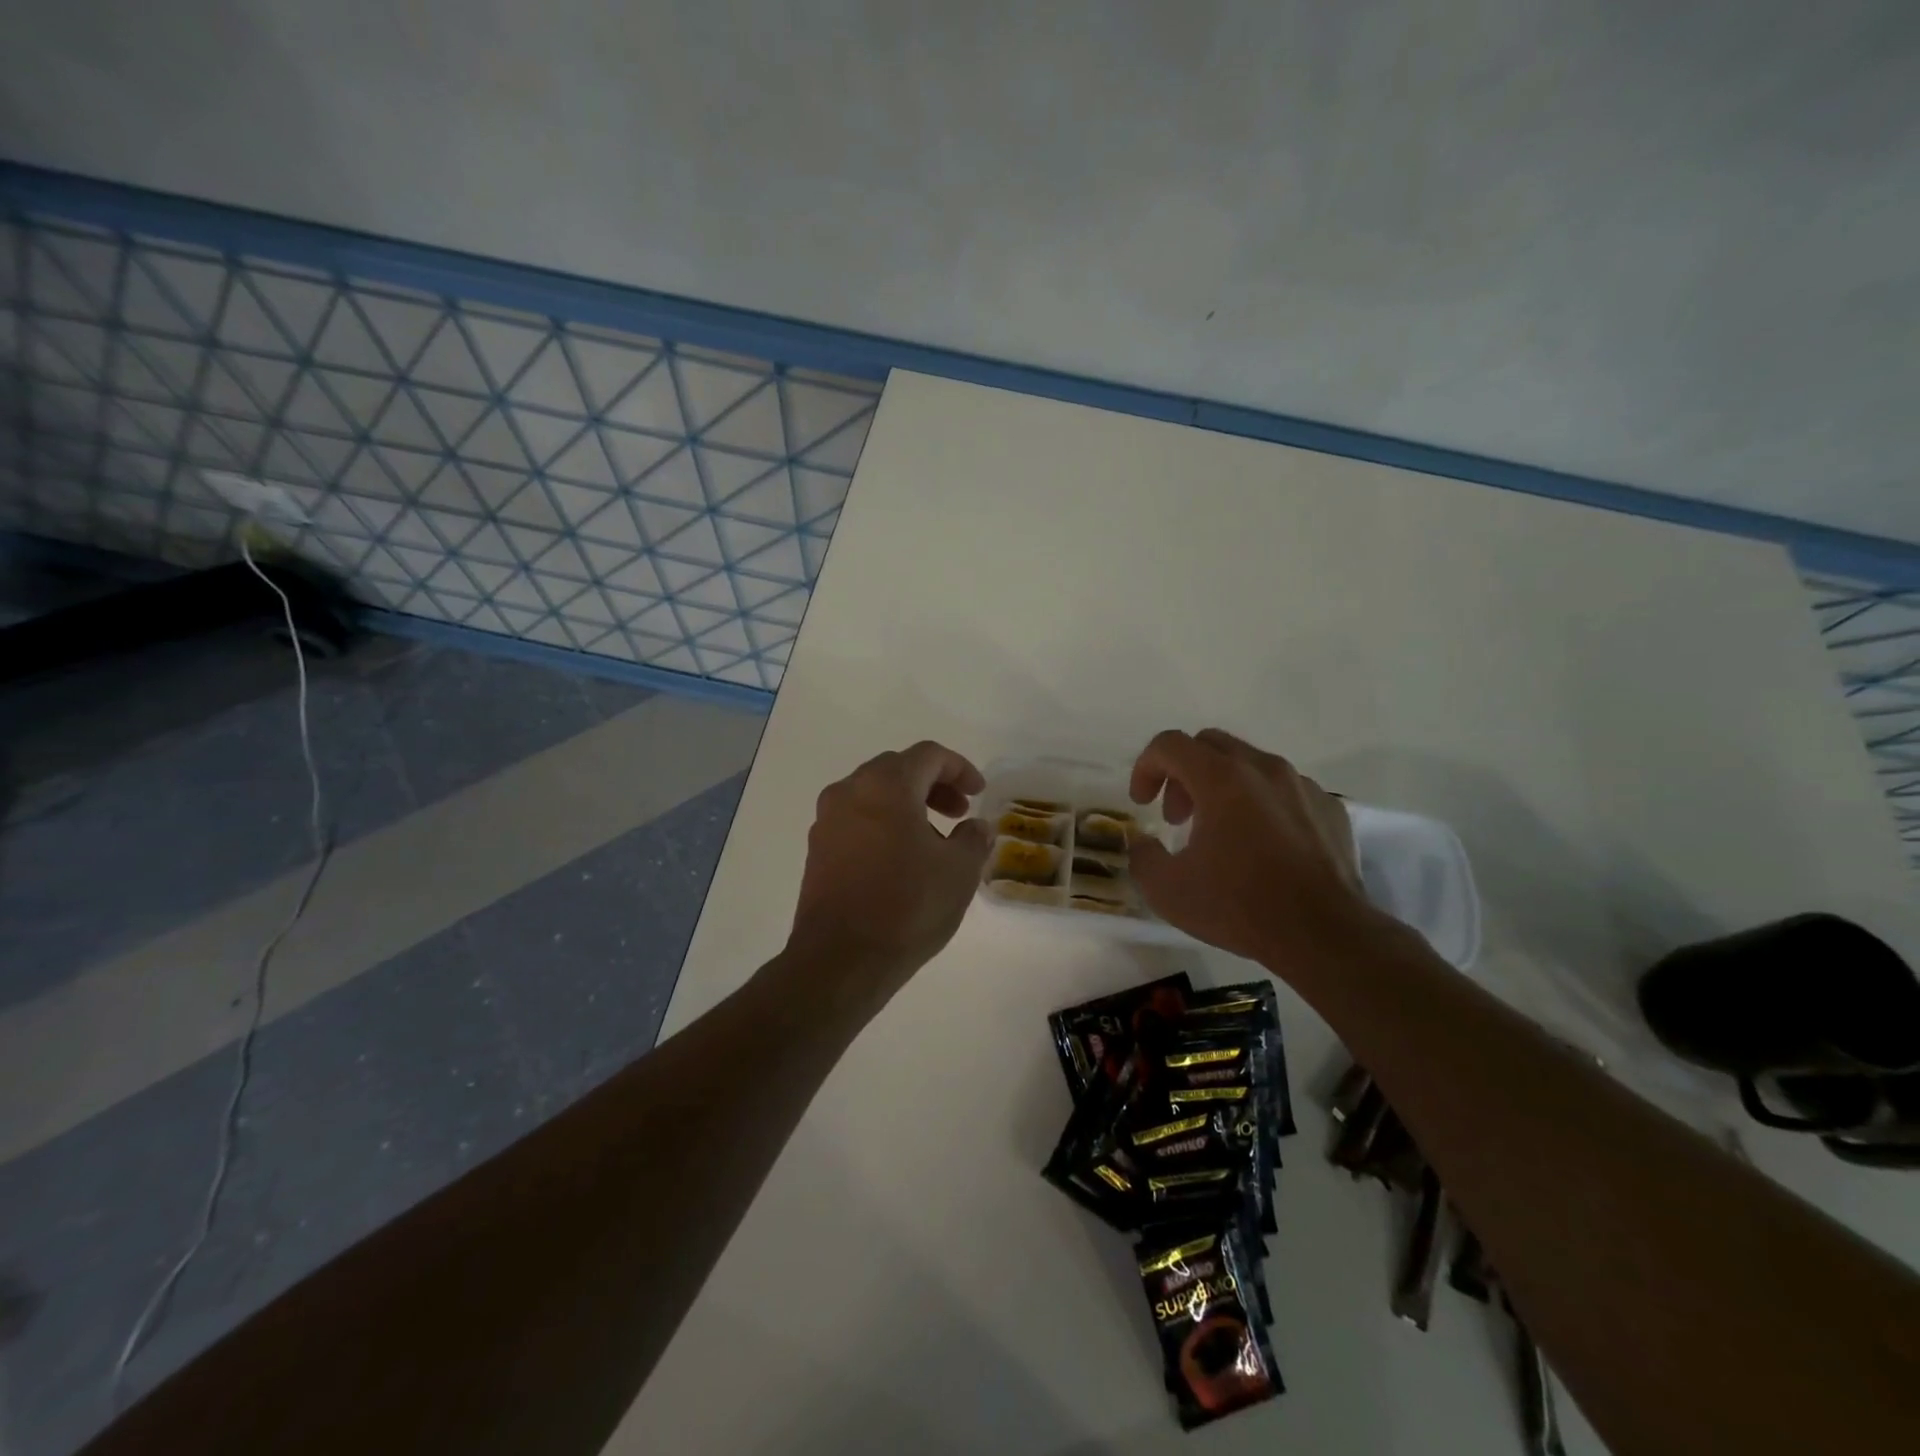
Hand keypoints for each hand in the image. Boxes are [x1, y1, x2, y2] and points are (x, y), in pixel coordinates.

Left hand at [787, 741, 991, 1001]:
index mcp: (886, 785)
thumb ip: (973, 838)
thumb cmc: (907, 906)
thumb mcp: (958, 871)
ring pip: (874, 794)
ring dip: (908, 805)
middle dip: (933, 785)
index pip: (928, 755)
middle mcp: (850, 791)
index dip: (960, 768)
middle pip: (898, 769)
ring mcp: (827, 820)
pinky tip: (902, 859)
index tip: (979, 794)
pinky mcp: (817, 850)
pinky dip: (883, 824)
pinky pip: (856, 820)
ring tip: (934, 841)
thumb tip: (976, 827)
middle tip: (958, 813)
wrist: (841, 959)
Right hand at [1128, 728, 1372, 964]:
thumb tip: (1145, 843)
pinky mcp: (1330, 808)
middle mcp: (1263, 769)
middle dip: (1183, 773)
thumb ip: (1143, 856)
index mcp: (1221, 779)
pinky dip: (1261, 803)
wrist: (1324, 935)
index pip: (1170, 744)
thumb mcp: (1167, 890)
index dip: (1146, 767)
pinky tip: (1262, 844)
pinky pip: (1285, 789)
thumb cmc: (1240, 906)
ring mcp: (1302, 786)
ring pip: (1249, 764)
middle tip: (1177, 817)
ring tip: (1220, 832)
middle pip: (1209, 744)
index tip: (1142, 803)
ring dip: (1222, 786)